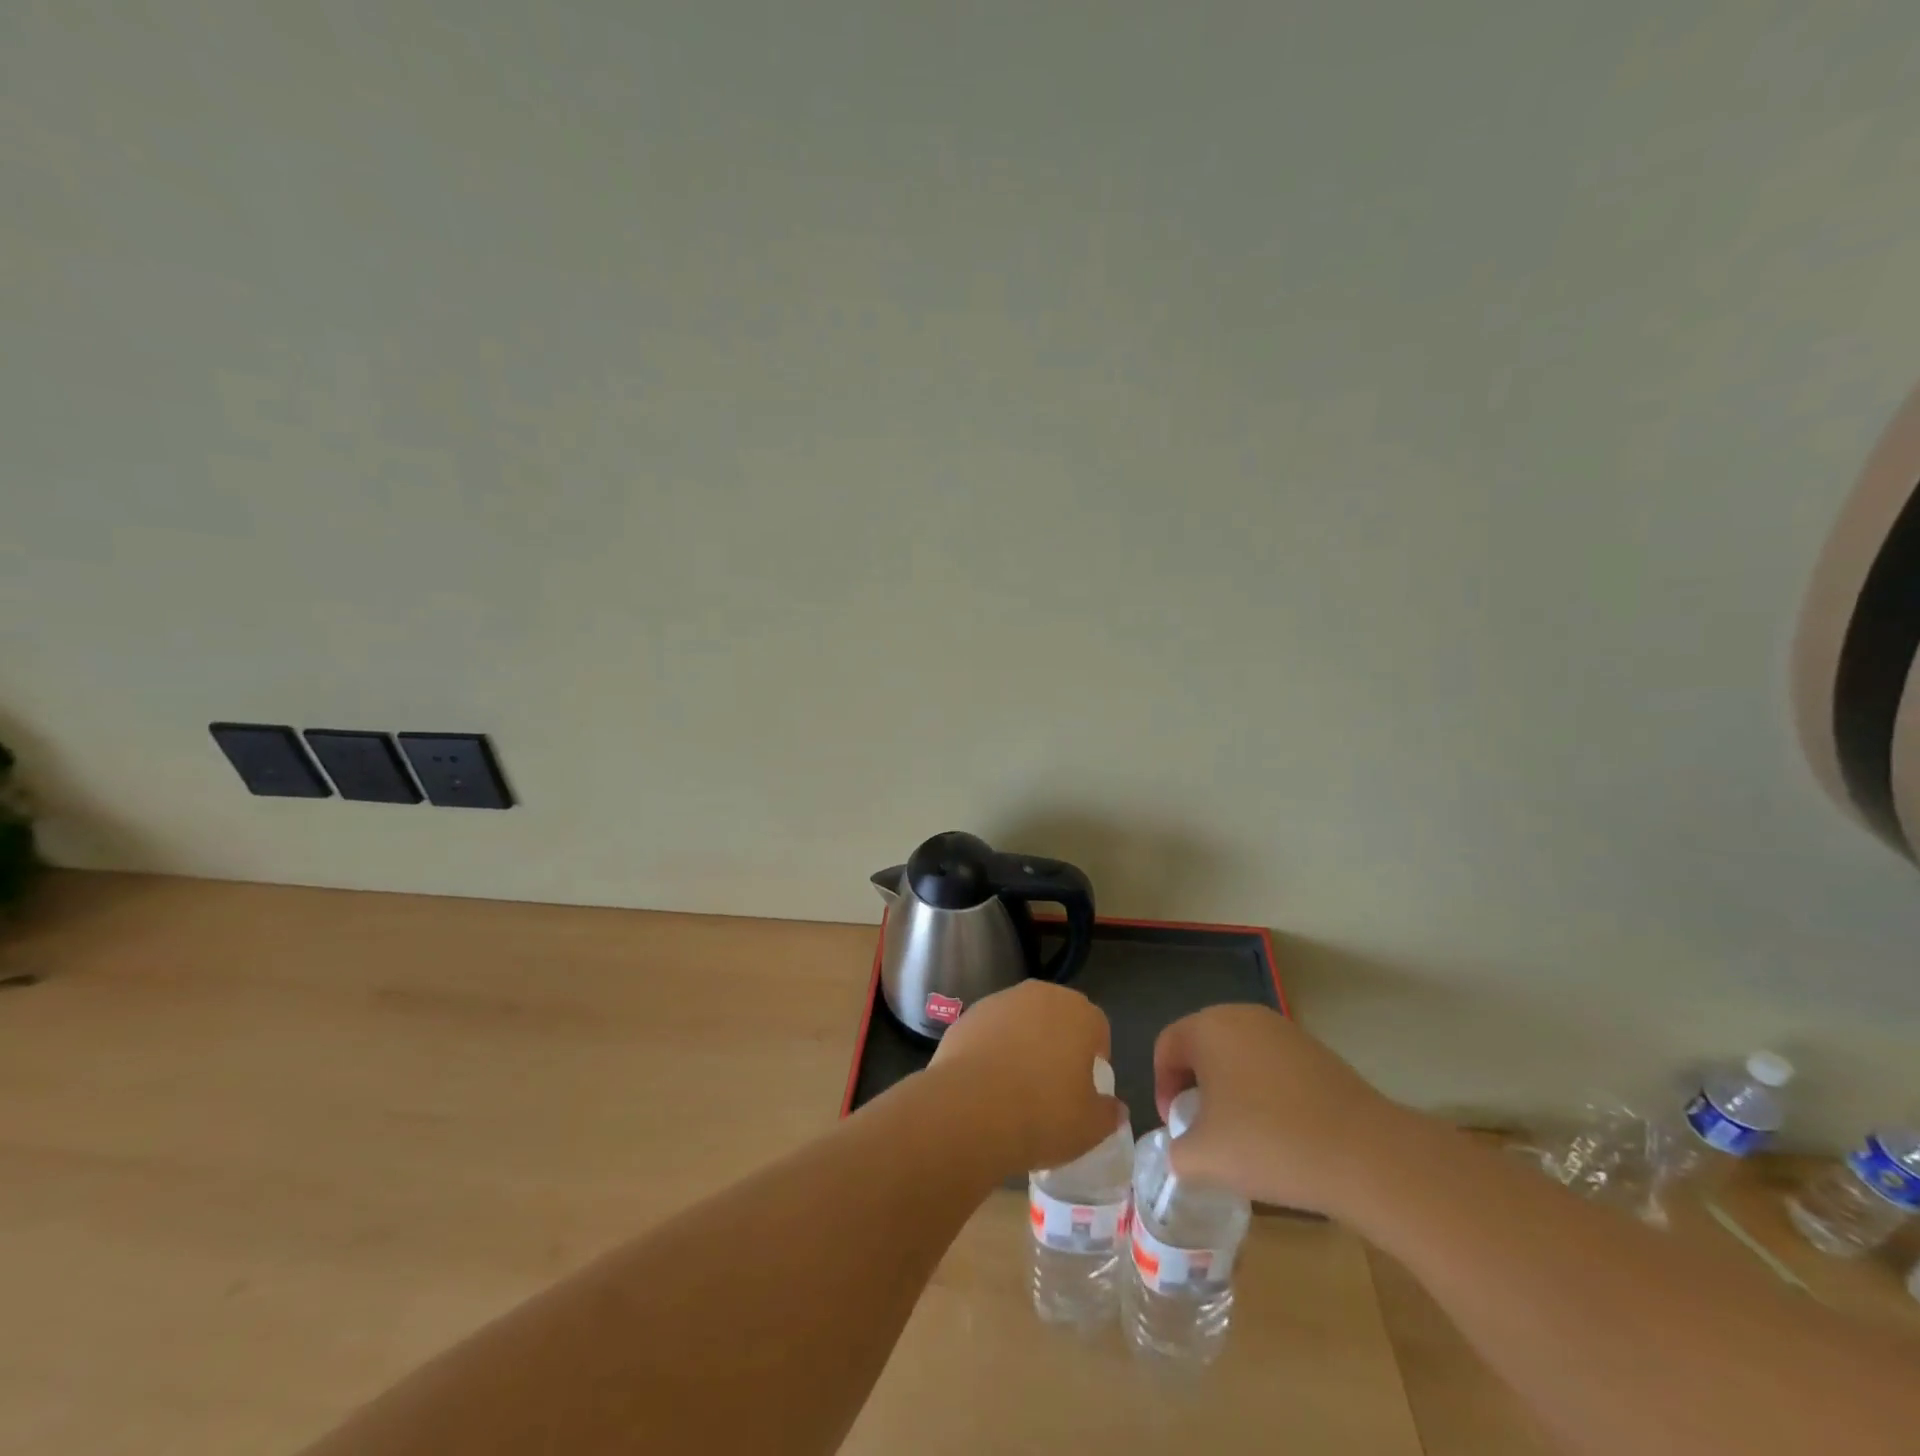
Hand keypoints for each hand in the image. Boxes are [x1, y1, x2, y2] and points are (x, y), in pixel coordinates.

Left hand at [930, 980, 1120, 1173]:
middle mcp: (1041, 995)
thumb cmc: (1043, 1114)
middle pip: (1057, 1016)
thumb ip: (1108, 1113)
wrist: (971, 1109)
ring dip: (1023, 1042)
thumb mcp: (1090, 1128)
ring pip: (1021, 1020)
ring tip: (1015, 1085)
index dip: (1094, 1056)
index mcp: (1079, 1013)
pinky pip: (990, 1030)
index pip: (1097, 1027)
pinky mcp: (968, 1015)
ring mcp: (1000, 1001)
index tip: (1085, 1086)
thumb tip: (1115, 1108)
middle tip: (1052, 1084)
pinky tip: (986, 1082)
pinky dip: (991, 1048)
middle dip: (1058, 1043)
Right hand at [1153, 1004, 1402, 1213]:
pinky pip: (1272, 1066)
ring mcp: (1283, 1030)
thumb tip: (1183, 1149)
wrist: (1364, 1154)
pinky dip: (1264, 1093)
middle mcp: (1242, 1015)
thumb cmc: (1268, 1143)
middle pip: (1202, 1046)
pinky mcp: (1315, 1051)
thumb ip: (1176, 1152)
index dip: (1161, 1087)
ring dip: (1231, 1090)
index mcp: (1207, 1027)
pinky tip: (1281, 1133)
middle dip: (1195, 1087)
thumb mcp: (1202, 1158)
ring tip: (1243, 1136)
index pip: (1167, 1047)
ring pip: (1238, 1056)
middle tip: (1203, 1131)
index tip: (1175, 1128)